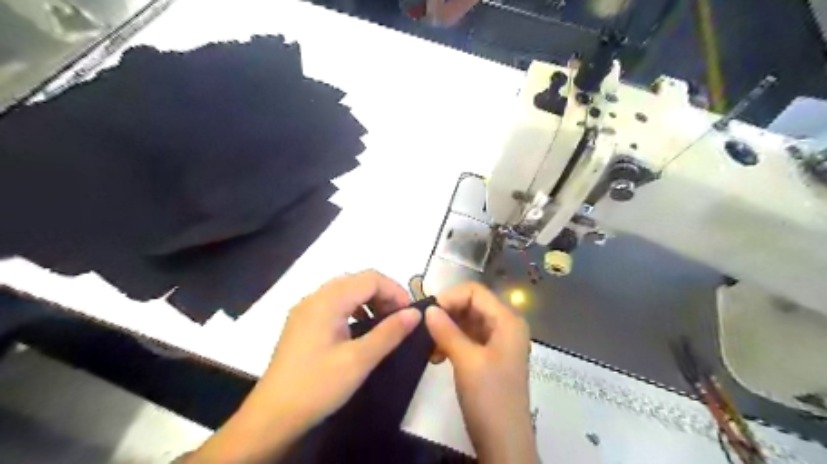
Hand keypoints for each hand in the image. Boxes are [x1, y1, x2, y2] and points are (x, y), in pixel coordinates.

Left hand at [187, 270, 420, 461]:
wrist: (272, 416)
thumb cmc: (317, 385)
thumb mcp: (359, 360)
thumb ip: (389, 332)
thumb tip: (415, 313)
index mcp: (328, 300)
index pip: (370, 278)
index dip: (395, 290)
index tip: (410, 313)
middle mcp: (315, 297)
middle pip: (357, 281)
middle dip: (383, 294)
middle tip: (399, 318)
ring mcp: (306, 309)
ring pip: (345, 291)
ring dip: (368, 300)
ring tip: (383, 323)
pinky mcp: (302, 323)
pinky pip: (333, 303)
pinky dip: (353, 309)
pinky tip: (359, 328)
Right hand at [427, 282, 535, 463]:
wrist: (504, 442)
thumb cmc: (490, 398)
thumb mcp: (467, 361)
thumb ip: (447, 331)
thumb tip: (429, 308)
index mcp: (507, 320)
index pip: (475, 291)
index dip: (450, 297)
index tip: (428, 313)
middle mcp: (504, 325)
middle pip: (471, 304)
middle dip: (446, 314)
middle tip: (424, 330)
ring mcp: (497, 341)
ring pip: (467, 321)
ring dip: (446, 329)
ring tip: (428, 346)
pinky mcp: (489, 355)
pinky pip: (468, 337)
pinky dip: (451, 341)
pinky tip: (436, 355)